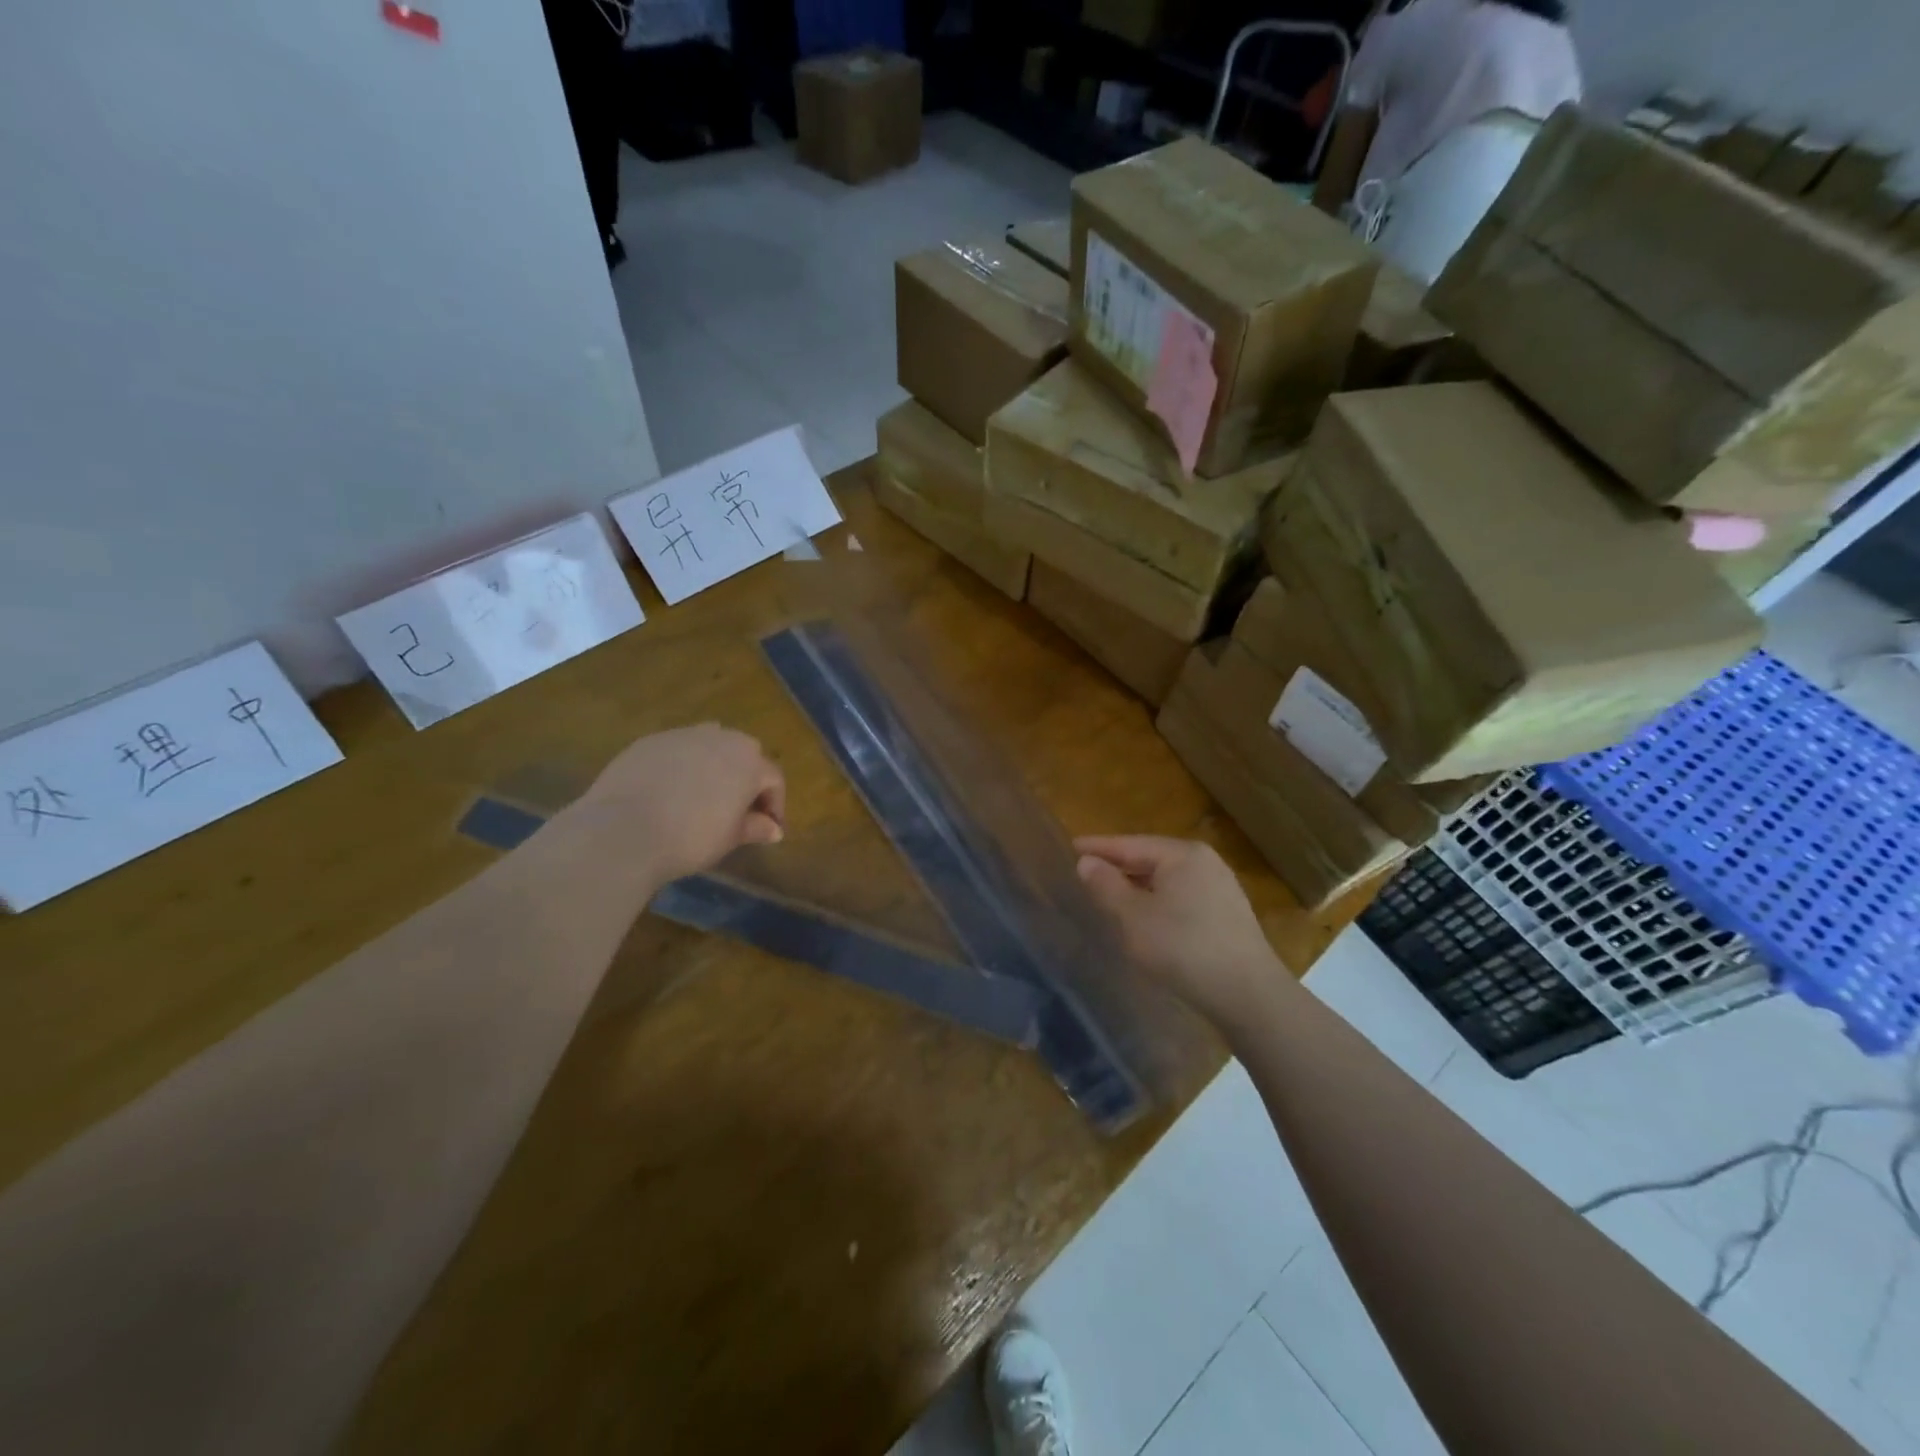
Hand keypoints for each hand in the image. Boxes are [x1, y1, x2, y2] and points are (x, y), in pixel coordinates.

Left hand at [570, 724, 785, 888]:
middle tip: (738, 809)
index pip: (773, 779)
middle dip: (746, 779)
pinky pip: (676, 750)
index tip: (767, 829)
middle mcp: (721, 738)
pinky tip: (668, 792)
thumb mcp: (730, 838)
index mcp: (749, 761)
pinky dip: (681, 766)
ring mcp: (682, 735)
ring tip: (703, 796)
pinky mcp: (649, 741)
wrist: (623, 830)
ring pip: (709, 745)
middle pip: (744, 754)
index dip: (774, 805)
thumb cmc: (690, 838)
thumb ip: (755, 827)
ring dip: (714, 766)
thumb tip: (774, 829)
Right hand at [1075, 835, 1289, 1028]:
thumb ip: (1106, 886)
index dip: (1098, 847)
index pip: (1129, 844)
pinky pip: (1182, 895)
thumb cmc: (1183, 948)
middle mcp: (1204, 861)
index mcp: (1182, 854)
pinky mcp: (1227, 913)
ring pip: (1167, 878)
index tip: (1071, 846)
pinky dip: (1158, 899)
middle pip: (1150, 857)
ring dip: (1137, 885)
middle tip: (1086, 871)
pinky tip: (1146, 916)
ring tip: (1110, 893)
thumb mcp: (1134, 918)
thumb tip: (1086, 862)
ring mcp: (1220, 886)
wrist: (1248, 994)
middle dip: (1118, 865)